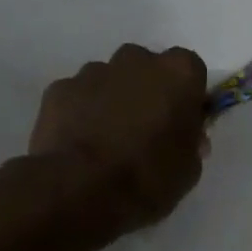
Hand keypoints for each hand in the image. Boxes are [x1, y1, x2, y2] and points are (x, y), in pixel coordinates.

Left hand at [29, 44, 209, 234]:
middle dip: (147, 90)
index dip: (186, 95)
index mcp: (178, 73)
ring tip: (106, 139)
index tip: (181, 120)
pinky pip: (78, 95)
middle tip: (144, 129)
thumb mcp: (188, 168)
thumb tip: (185, 135)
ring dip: (112, 99)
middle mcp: (137, 60)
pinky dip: (80, 112)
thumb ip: (190, 141)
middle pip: (147, 66)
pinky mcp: (60, 88)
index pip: (191, 70)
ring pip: (110, 78)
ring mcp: (94, 71)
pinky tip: (78, 142)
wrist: (80, 190)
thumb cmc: (148, 178)